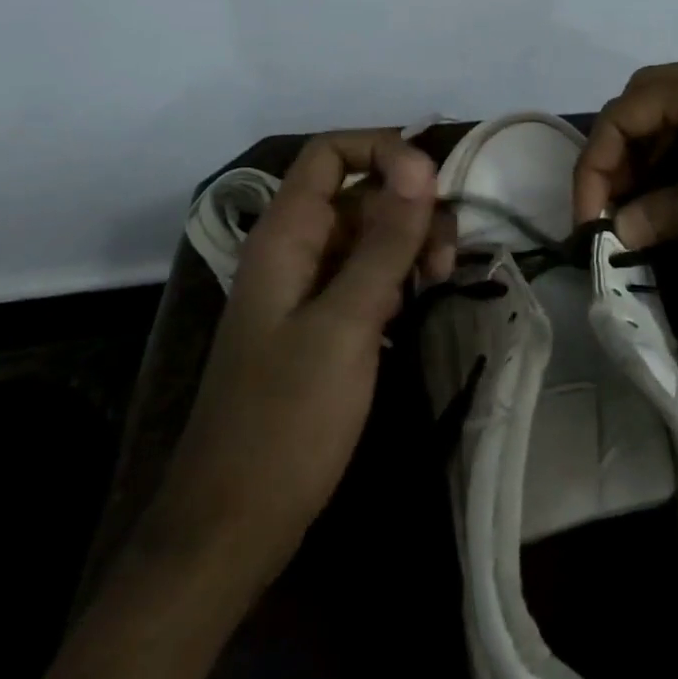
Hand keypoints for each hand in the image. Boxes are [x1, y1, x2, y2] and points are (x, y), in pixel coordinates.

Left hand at [151, 131, 441, 590]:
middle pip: (359, 191)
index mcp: (285, 235)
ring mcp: (307, 289)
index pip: (330, 153)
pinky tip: (422, 298)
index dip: (381, 150)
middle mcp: (294, 250)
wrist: (232, 529)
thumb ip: (386, 239)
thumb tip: (420, 162)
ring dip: (412, 241)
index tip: (432, 183)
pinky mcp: (322, 324)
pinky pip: (367, 274)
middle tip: (445, 254)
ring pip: (370, 233)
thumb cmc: (286, 420)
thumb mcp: (347, 322)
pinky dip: (400, 274)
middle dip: (409, 205)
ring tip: (441, 277)